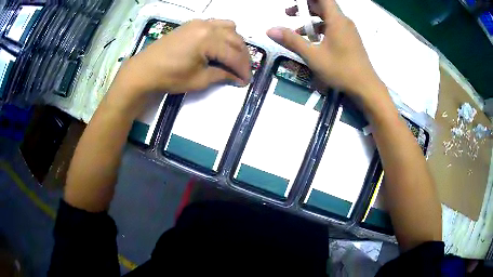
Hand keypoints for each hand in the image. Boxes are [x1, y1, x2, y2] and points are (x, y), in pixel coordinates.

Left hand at [118, 19, 250, 95]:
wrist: (144, 70)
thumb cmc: (169, 77)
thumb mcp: (198, 80)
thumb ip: (221, 75)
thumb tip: (237, 78)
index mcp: (208, 39)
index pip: (234, 55)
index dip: (243, 70)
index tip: (247, 81)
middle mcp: (207, 26)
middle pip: (235, 39)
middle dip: (242, 57)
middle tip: (242, 72)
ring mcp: (199, 22)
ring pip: (229, 27)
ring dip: (235, 42)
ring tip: (232, 57)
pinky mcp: (192, 24)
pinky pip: (216, 24)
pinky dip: (223, 34)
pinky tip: (219, 45)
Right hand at [267, 0, 385, 99]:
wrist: (366, 88)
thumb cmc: (341, 70)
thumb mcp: (313, 56)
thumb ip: (292, 41)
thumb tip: (270, 30)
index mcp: (336, 20)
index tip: (295, 2)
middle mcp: (343, 21)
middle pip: (323, 6)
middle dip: (305, 7)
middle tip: (288, 13)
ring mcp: (348, 31)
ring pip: (327, 17)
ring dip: (311, 20)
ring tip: (296, 30)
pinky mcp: (350, 39)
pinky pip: (333, 27)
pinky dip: (320, 29)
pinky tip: (311, 41)